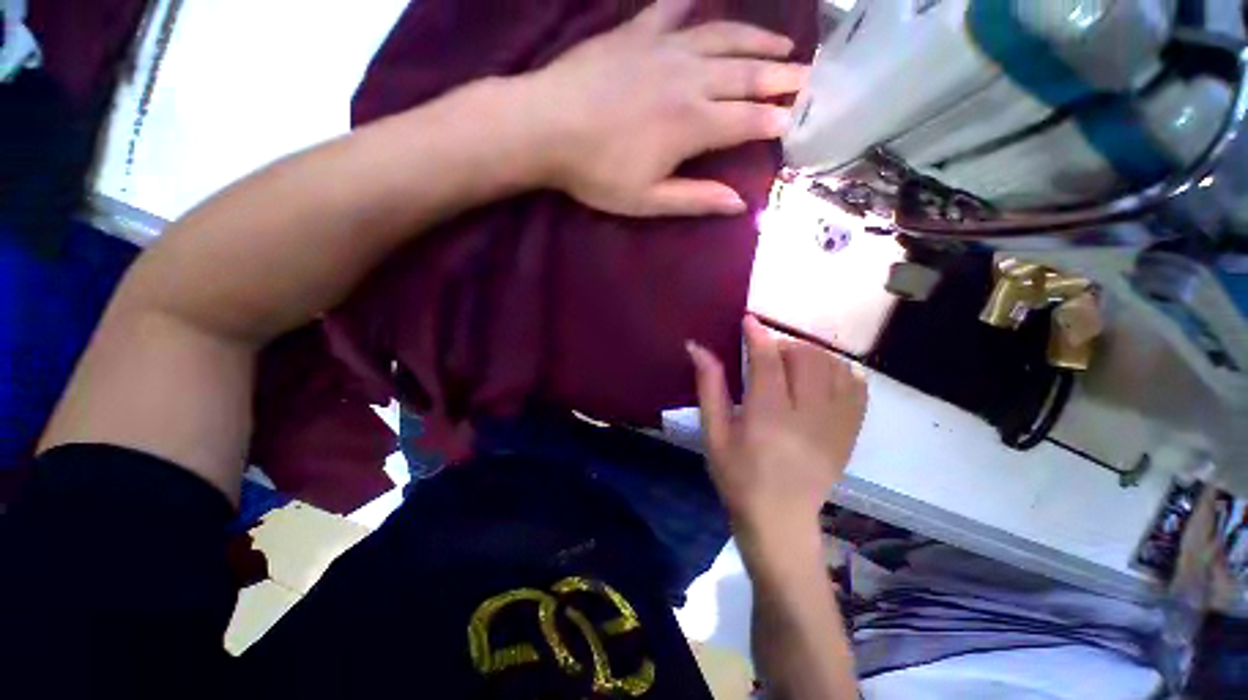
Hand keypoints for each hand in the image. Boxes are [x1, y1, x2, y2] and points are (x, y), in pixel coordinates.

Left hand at [521, 0, 807, 216]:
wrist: (545, 127)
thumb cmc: (596, 172)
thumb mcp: (647, 201)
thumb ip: (695, 199)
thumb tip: (739, 204)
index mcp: (693, 125)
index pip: (749, 121)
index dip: (778, 120)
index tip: (802, 120)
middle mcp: (690, 79)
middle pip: (747, 74)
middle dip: (782, 77)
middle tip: (810, 76)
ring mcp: (664, 49)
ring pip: (724, 38)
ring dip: (757, 39)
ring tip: (782, 42)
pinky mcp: (637, 33)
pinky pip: (673, 8)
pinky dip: (693, 1)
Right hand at [688, 317, 867, 543]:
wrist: (780, 521)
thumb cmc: (737, 477)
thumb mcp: (714, 433)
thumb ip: (709, 387)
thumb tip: (697, 348)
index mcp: (768, 414)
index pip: (767, 359)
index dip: (757, 334)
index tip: (749, 320)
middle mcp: (807, 413)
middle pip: (806, 356)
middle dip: (784, 344)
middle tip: (766, 353)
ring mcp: (836, 423)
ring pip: (834, 366)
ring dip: (811, 355)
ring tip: (791, 366)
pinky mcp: (851, 432)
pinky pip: (857, 387)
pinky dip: (841, 371)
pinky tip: (822, 378)